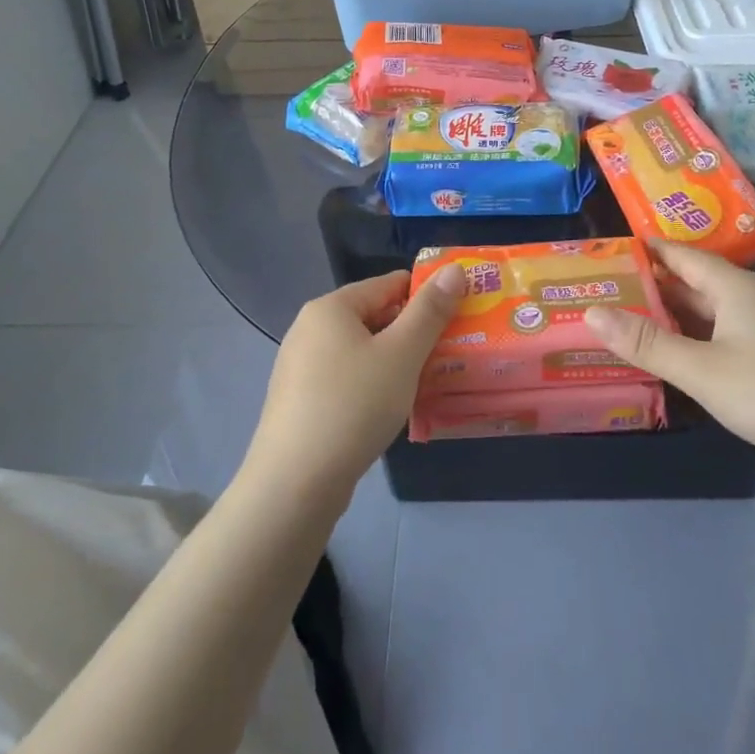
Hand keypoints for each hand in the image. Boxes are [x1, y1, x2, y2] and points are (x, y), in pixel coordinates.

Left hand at [244, 265, 466, 500]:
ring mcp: (300, 367)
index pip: (389, 284)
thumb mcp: (402, 354)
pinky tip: (391, 410)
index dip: (427, 296)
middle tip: (450, 353)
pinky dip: (372, 386)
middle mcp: (310, 329)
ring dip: (395, 363)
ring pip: (361, 352)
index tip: (460, 316)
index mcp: (331, 308)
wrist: (294, 484)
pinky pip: (346, 380)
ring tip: (429, 383)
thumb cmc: (353, 406)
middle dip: (413, 333)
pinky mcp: (300, 402)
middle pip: (374, 317)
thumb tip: (453, 269)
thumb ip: (430, 310)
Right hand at [583, 241, 754, 479]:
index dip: (648, 250)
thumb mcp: (701, 370)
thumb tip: (591, 311)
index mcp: (735, 287)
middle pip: (699, 281)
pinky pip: (735, 332)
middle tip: (613, 290)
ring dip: (681, 313)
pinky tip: (691, 356)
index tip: (612, 250)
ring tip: (640, 321)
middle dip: (658, 285)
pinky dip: (704, 336)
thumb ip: (646, 343)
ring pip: (718, 310)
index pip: (682, 254)